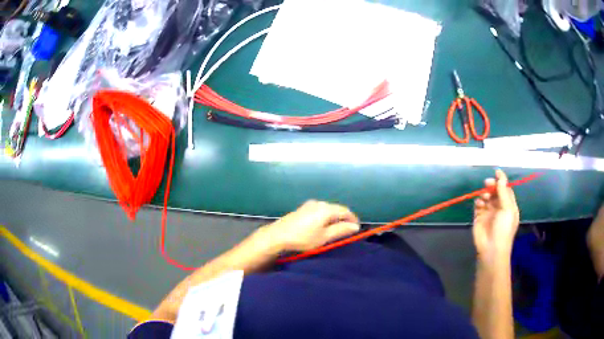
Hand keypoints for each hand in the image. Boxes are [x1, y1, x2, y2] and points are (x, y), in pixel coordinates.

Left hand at [265, 200, 359, 251]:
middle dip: (344, 218)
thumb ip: (341, 230)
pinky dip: (326, 217)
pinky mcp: (302, 209)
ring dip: (334, 217)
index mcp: (326, 208)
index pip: (345, 211)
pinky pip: (320, 210)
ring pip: (328, 209)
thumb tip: (355, 226)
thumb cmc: (303, 238)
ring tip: (337, 229)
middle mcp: (319, 203)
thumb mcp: (324, 237)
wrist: (278, 235)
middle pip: (336, 209)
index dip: (353, 219)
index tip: (357, 228)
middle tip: (348, 230)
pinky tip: (323, 225)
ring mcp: (309, 204)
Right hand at [473, 170, 519, 262]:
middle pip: (495, 192)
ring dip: (485, 194)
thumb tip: (500, 176)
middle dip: (492, 186)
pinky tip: (479, 204)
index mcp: (509, 206)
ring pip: (486, 197)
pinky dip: (478, 202)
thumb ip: (504, 192)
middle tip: (487, 183)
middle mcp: (499, 208)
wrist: (491, 249)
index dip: (502, 181)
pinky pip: (478, 205)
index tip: (496, 171)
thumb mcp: (507, 209)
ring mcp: (489, 213)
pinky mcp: (479, 217)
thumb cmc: (503, 229)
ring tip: (484, 197)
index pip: (506, 190)